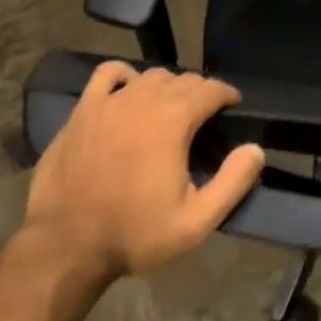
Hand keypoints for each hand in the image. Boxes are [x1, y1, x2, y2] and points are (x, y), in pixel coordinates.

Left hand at [21, 62, 265, 284]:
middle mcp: (144, 98)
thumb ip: (232, 182)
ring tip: (171, 108)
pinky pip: (108, 73)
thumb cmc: (133, 234)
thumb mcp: (194, 222)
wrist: (64, 247)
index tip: (232, 108)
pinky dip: (124, 75)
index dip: (227, 95)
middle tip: (204, 117)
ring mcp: (110, 101)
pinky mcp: (83, 110)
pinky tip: (128, 91)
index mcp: (174, 119)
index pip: (211, 88)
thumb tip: (255, 149)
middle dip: (200, 92)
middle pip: (183, 79)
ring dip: (167, 86)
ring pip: (150, 75)